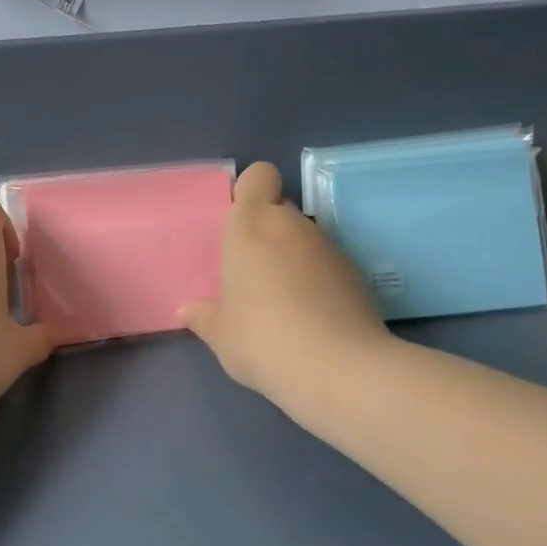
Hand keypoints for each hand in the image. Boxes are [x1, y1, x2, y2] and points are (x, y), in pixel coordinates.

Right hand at [181, 162, 389, 417]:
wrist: (338, 369)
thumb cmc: (262, 339)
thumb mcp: (220, 334)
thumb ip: (204, 316)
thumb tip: (189, 311)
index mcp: (251, 225)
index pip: (259, 176)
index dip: (251, 193)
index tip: (239, 226)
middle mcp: (292, 225)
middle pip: (280, 210)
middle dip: (268, 233)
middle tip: (253, 275)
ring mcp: (330, 247)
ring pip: (305, 239)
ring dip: (294, 259)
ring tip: (284, 304)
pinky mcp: (357, 274)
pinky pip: (328, 265)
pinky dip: (319, 281)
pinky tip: (313, 319)